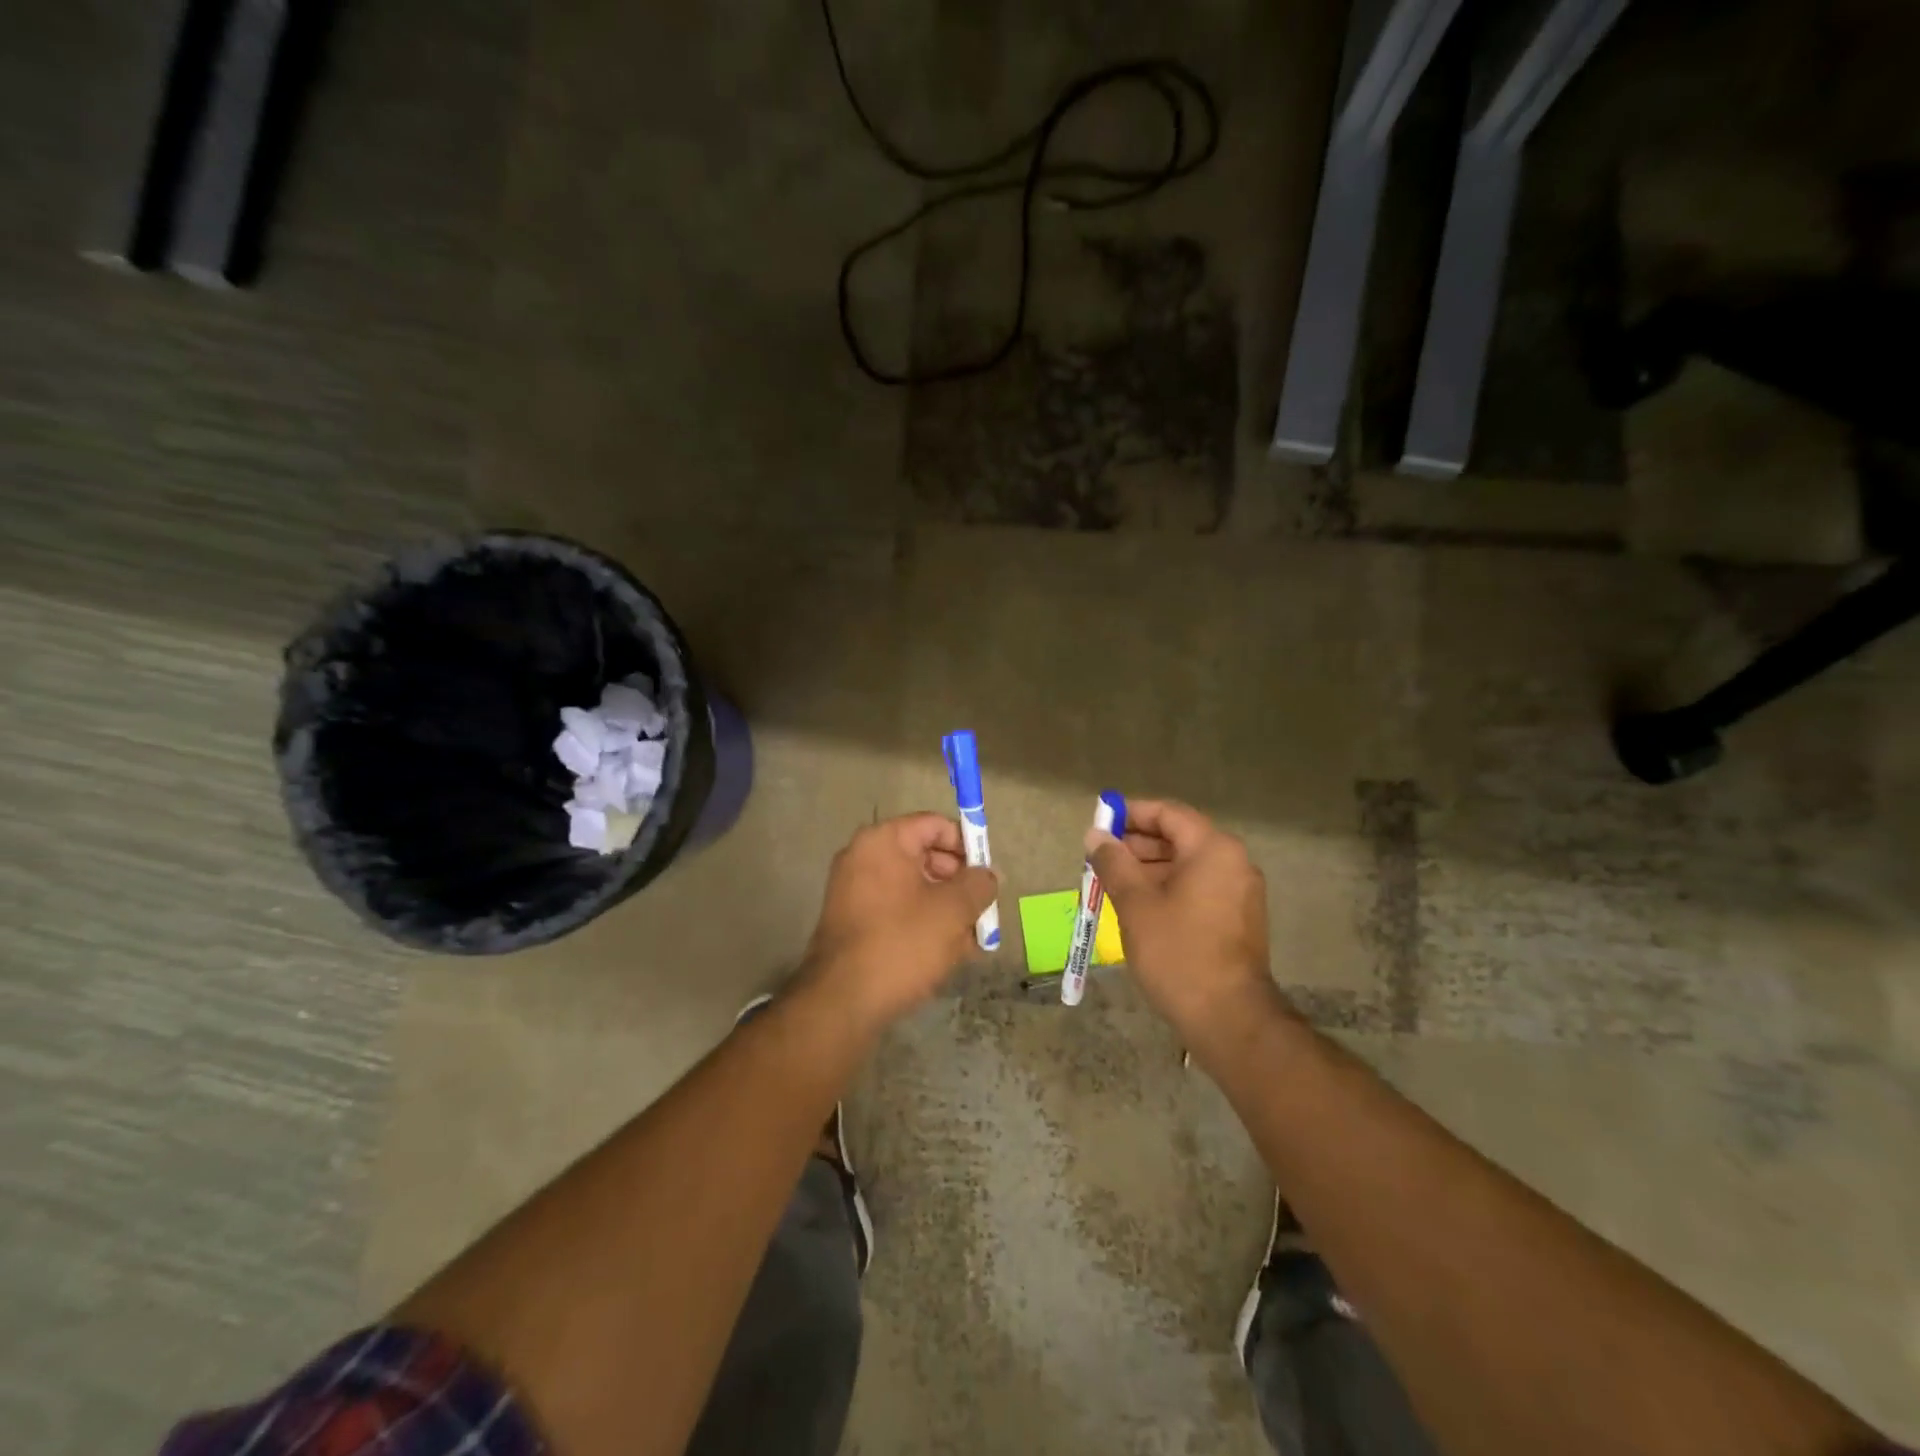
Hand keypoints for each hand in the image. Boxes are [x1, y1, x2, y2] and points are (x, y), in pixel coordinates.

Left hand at [799, 813, 998, 1030]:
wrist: (842, 1002)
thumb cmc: (902, 943)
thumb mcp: (953, 910)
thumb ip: (978, 884)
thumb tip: (987, 875)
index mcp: (883, 841)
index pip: (935, 825)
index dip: (968, 845)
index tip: (988, 875)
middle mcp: (863, 857)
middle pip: (925, 855)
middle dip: (959, 882)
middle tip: (982, 910)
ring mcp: (853, 890)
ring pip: (913, 888)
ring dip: (945, 907)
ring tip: (971, 939)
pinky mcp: (852, 922)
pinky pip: (896, 910)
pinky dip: (922, 923)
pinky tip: (947, 952)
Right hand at [1086, 799, 1282, 1057]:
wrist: (1229, 1018)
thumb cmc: (1177, 952)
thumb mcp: (1135, 904)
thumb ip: (1113, 862)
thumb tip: (1095, 835)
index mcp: (1212, 849)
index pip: (1168, 813)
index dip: (1131, 814)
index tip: (1100, 824)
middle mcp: (1233, 862)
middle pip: (1179, 837)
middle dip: (1137, 845)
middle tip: (1100, 858)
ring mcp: (1240, 892)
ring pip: (1187, 865)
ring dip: (1149, 869)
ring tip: (1112, 884)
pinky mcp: (1238, 919)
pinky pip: (1198, 888)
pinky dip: (1169, 888)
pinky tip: (1139, 907)